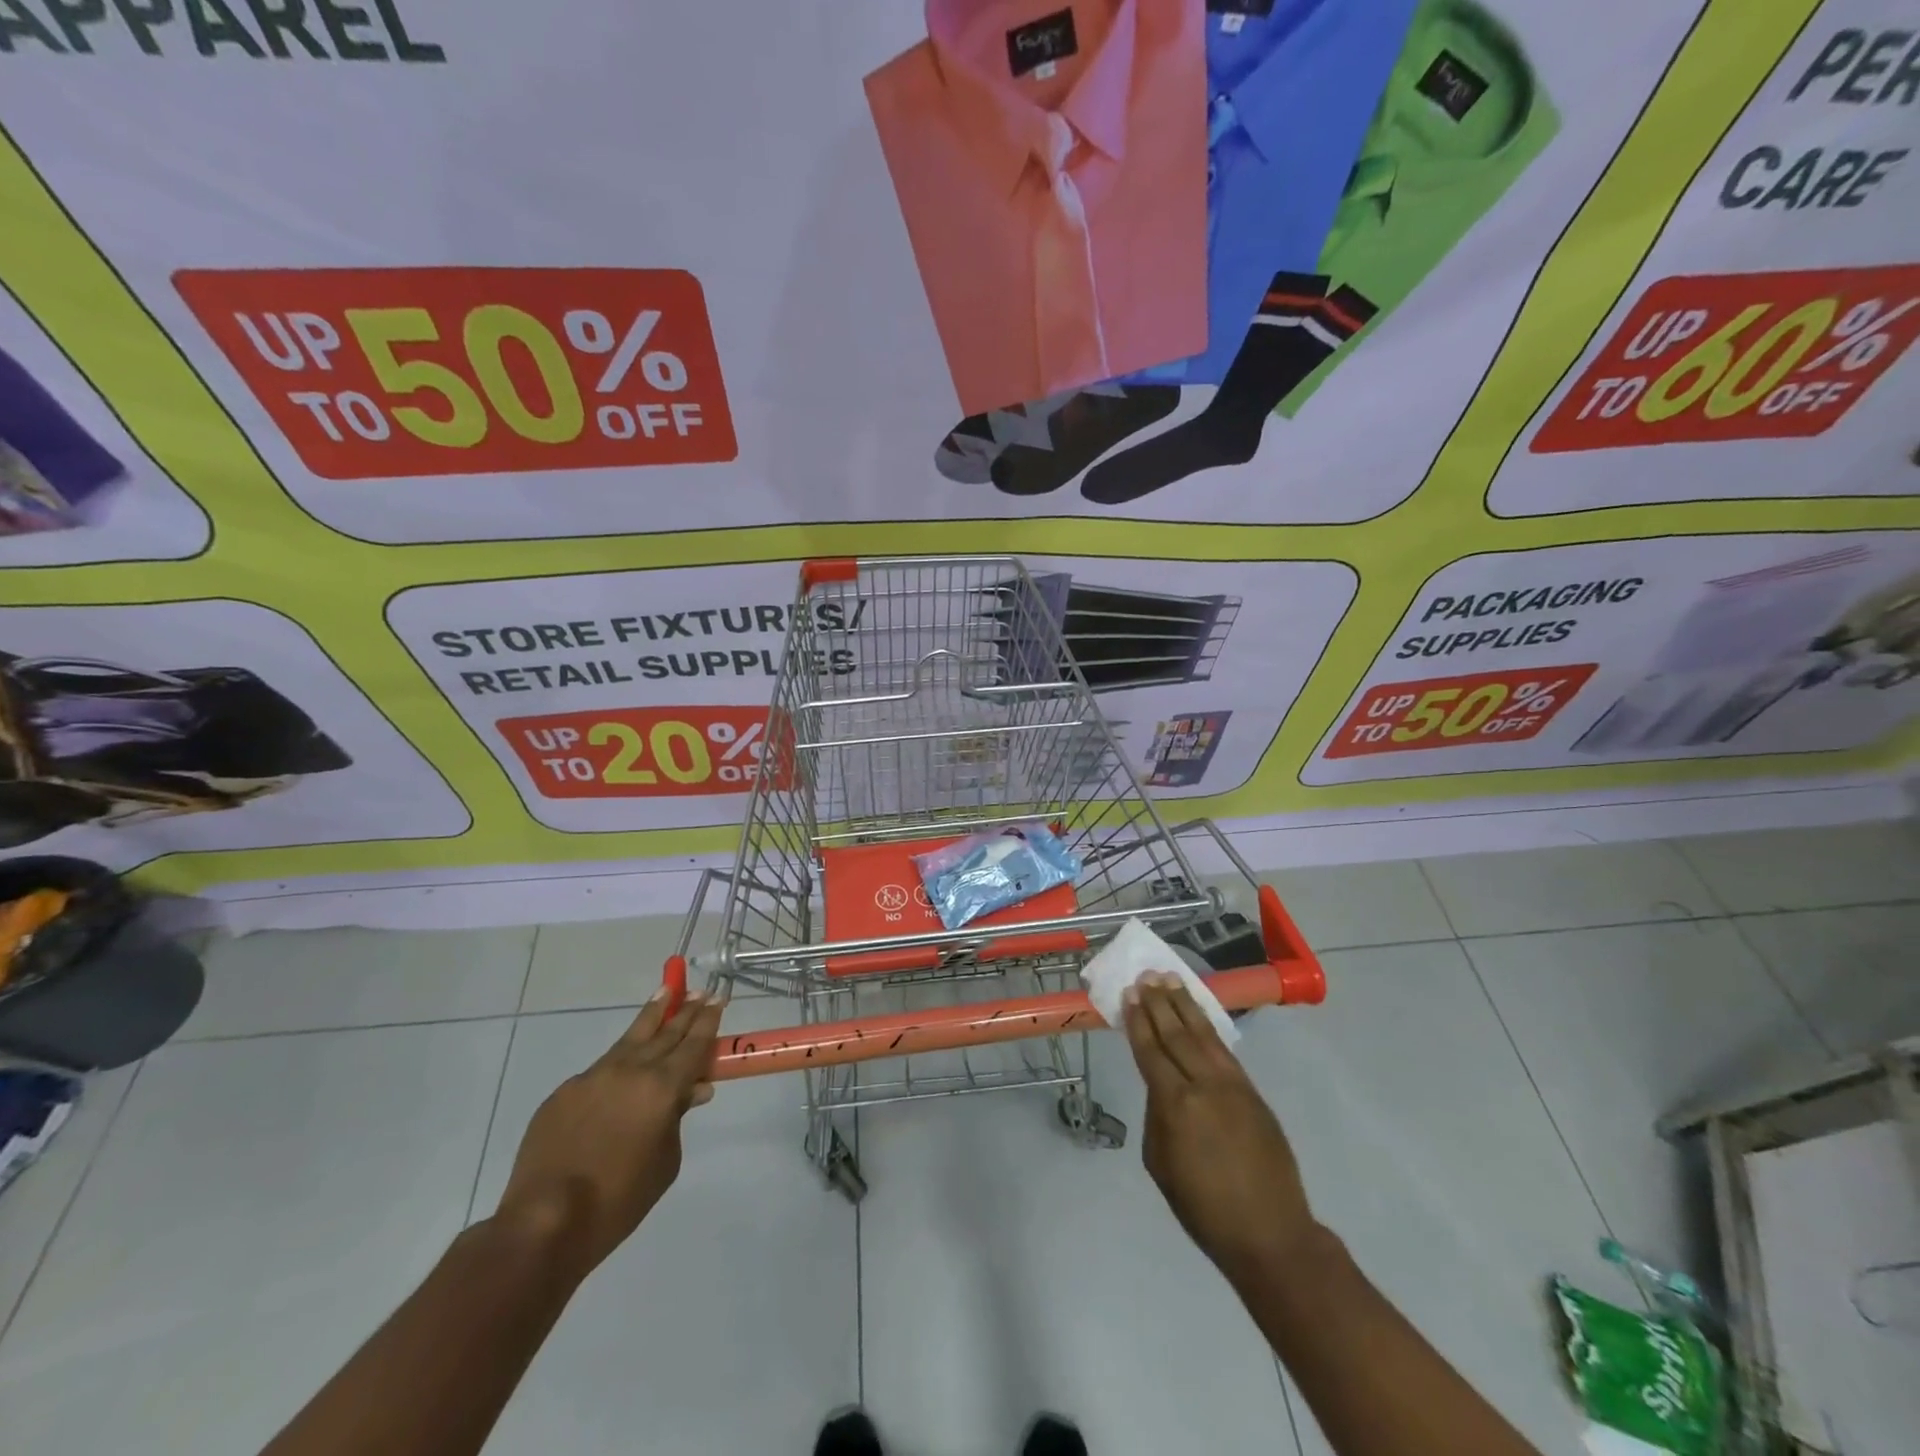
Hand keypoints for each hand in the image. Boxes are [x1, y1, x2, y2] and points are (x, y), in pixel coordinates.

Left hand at [494, 990, 723, 1279]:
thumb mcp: (666, 1162)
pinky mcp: (564, 1092)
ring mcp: (594, 1077)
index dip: (709, 1019)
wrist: (546, 1220)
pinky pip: (600, 1069)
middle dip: (686, 1010)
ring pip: (631, 1038)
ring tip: (666, 992)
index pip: (693, 1043)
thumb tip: (690, 1092)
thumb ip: (678, 1119)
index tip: (719, 996)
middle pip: (666, 1032)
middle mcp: (631, 1070)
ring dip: (652, 1015)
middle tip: (701, 991)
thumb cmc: (619, 1199)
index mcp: (662, 1087)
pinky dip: (619, 1061)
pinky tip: (624, 1066)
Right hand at [1123, 975, 1316, 1282]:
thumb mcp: (1160, 1164)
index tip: (1129, 995)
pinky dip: (1209, 1027)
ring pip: (1204, 1034)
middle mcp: (1204, 1085)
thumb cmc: (1203, 1207)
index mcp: (1175, 1105)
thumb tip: (1161, 1088)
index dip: (1138, 1022)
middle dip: (1159, 1003)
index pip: (1151, 1051)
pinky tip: (1199, 1014)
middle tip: (1146, 976)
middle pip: (1177, 1034)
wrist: (1269, 1233)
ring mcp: (1233, 1086)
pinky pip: (1225, 1050)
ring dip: (1185, 1005)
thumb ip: (1156, 1116)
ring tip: (1171, 979)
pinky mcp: (1253, 1092)